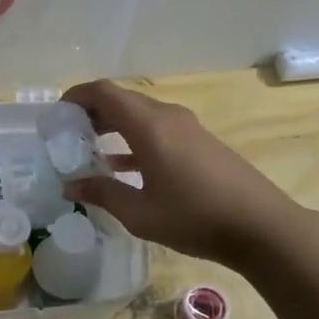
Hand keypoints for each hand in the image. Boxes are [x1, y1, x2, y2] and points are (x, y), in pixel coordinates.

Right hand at [60, 80, 301, 267]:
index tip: (56, 115)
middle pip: (122, 100)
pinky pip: (157, 130)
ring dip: (113, 126)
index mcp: (149, 125)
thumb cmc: (195, 217)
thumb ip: (102, 194)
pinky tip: (121, 166)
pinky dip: (134, 139)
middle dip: (91, 113)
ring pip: (140, 115)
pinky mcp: (200, 143)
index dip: (76, 97)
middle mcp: (168, 117)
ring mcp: (187, 128)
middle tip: (67, 136)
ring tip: (88, 150)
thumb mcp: (140, 213)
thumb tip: (70, 185)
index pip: (104, 92)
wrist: (261, 226)